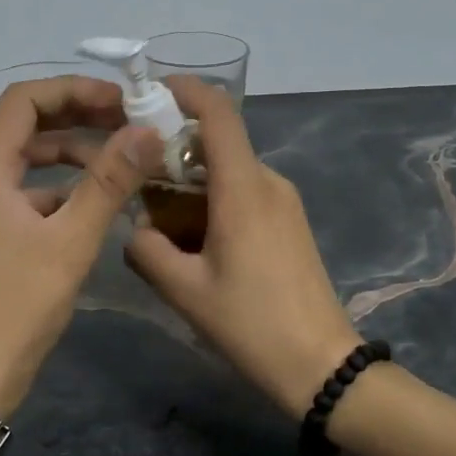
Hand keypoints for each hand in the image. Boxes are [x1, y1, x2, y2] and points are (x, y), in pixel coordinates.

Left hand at [0, 77, 161, 417]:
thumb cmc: (17, 305)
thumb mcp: (71, 240)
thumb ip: (109, 181)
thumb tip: (147, 132)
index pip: (24, 100)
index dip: (74, 91)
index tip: (120, 101)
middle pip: (24, 126)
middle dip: (77, 119)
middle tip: (127, 125)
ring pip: (24, 161)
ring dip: (70, 156)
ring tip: (119, 165)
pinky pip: (20, 192)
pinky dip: (56, 189)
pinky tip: (92, 206)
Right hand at [124, 78, 360, 418]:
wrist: (321, 364)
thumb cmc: (251, 323)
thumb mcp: (184, 290)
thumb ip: (147, 250)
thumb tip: (134, 231)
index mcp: (243, 187)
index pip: (218, 113)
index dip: (185, 90)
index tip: (149, 92)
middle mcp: (268, 182)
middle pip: (218, 143)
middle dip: (174, 150)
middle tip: (134, 177)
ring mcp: (284, 202)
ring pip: (229, 171)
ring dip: (191, 182)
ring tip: (159, 220)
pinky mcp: (290, 222)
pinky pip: (244, 193)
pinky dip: (213, 200)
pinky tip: (194, 241)